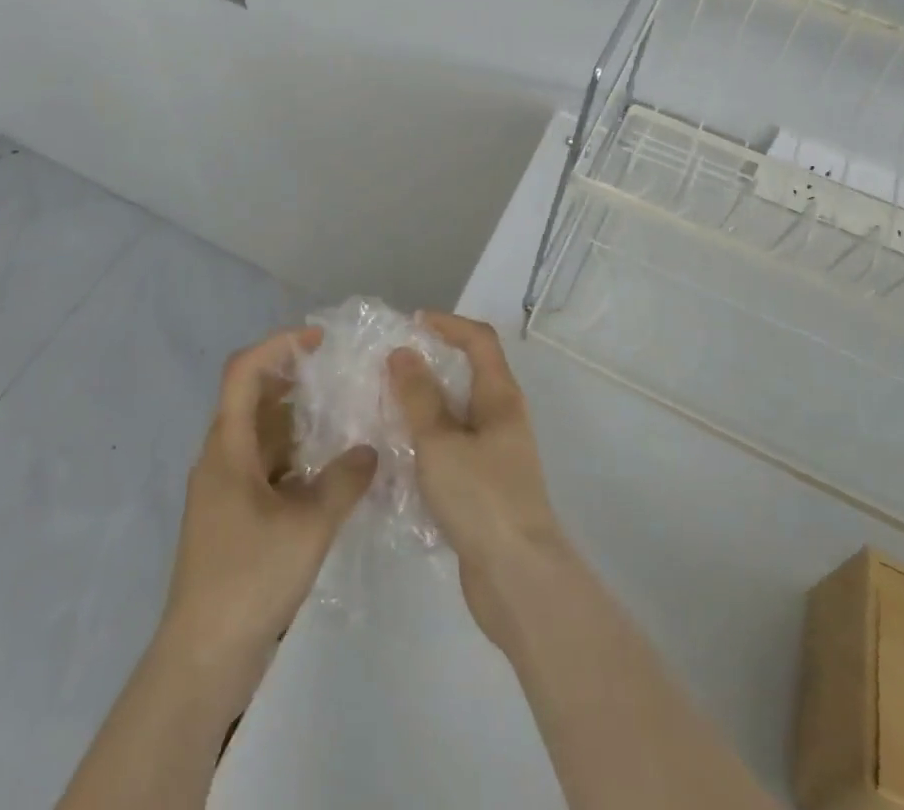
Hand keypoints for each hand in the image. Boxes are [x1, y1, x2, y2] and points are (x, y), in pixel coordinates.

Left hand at [157, 327, 376, 709]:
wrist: (203, 658)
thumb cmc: (249, 579)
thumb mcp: (308, 525)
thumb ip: (344, 481)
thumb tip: (368, 450)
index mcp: (227, 447)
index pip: (243, 371)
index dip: (279, 345)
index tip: (319, 339)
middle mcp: (221, 458)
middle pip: (252, 397)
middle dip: (293, 377)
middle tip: (338, 373)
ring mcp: (225, 489)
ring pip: (261, 434)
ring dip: (297, 419)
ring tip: (342, 414)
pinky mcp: (234, 517)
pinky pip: (265, 466)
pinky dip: (295, 456)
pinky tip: (329, 469)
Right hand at [388, 312, 573, 650]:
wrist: (518, 579)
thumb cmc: (481, 498)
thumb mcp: (440, 442)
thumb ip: (419, 396)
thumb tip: (403, 352)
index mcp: (500, 397)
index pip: (479, 340)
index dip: (448, 324)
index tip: (410, 324)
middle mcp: (502, 417)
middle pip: (469, 372)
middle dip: (430, 363)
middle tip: (388, 366)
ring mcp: (496, 453)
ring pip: (458, 412)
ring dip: (425, 403)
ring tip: (384, 406)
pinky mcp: (485, 484)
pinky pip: (453, 446)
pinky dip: (427, 439)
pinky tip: (398, 453)